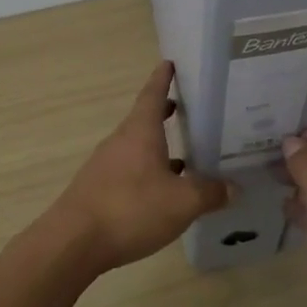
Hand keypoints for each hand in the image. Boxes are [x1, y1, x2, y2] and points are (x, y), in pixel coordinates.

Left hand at [51, 62, 232, 271]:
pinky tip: (162, 191)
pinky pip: (129, 171)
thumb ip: (210, 193)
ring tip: (185, 155)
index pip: (152, 95)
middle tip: (187, 109)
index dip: (162, 79)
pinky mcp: (99, 190)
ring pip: (137, 148)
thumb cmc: (130, 209)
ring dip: (158, 147)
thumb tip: (233, 187)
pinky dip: (149, 172)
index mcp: (140, 132)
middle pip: (144, 120)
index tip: (169, 63)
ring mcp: (106, 166)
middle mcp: (120, 142)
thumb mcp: (182, 202)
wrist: (72, 243)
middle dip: (165, 113)